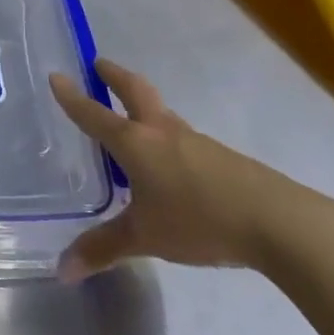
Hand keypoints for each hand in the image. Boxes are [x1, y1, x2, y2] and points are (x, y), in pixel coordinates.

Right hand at [49, 58, 332, 279]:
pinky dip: (164, 133)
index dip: (73, 97)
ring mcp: (195, 141)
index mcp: (135, 143)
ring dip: (142, 103)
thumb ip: (103, 249)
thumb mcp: (145, 237)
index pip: (94, 115)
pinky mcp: (220, 157)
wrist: (277, 221)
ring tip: (130, 114)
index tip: (56, 76)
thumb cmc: (198, 219)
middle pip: (135, 91)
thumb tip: (62, 270)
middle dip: (114, 76)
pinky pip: (181, 135)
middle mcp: (162, 132)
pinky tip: (168, 159)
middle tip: (99, 64)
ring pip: (161, 112)